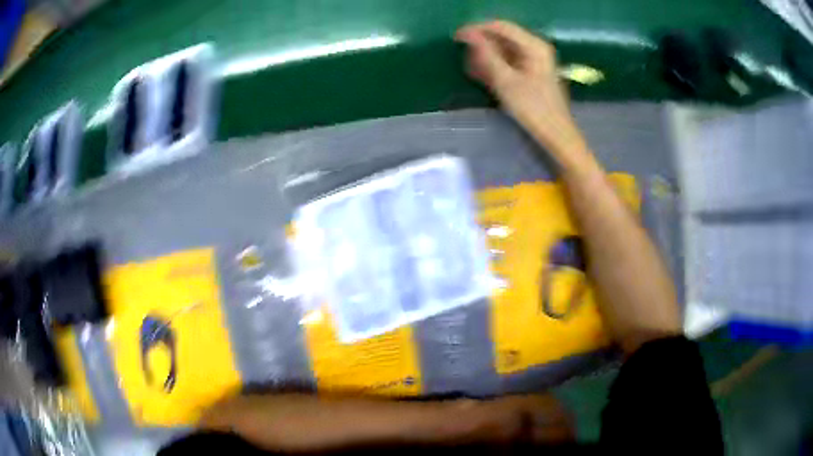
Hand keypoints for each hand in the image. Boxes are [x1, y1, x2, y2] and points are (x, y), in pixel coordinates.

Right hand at [455, 21, 586, 162]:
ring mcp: (534, 59)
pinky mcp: (532, 71)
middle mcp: (535, 47)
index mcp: (534, 45)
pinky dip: (495, 65)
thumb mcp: (506, 81)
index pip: (500, 26)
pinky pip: (509, 61)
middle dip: (482, 45)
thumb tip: (468, 35)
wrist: (556, 135)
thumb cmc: (533, 109)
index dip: (477, 29)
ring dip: (486, 57)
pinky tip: (483, 75)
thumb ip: (486, 55)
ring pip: (504, 49)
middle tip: (464, 57)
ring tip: (473, 69)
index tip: (456, 37)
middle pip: (502, 37)